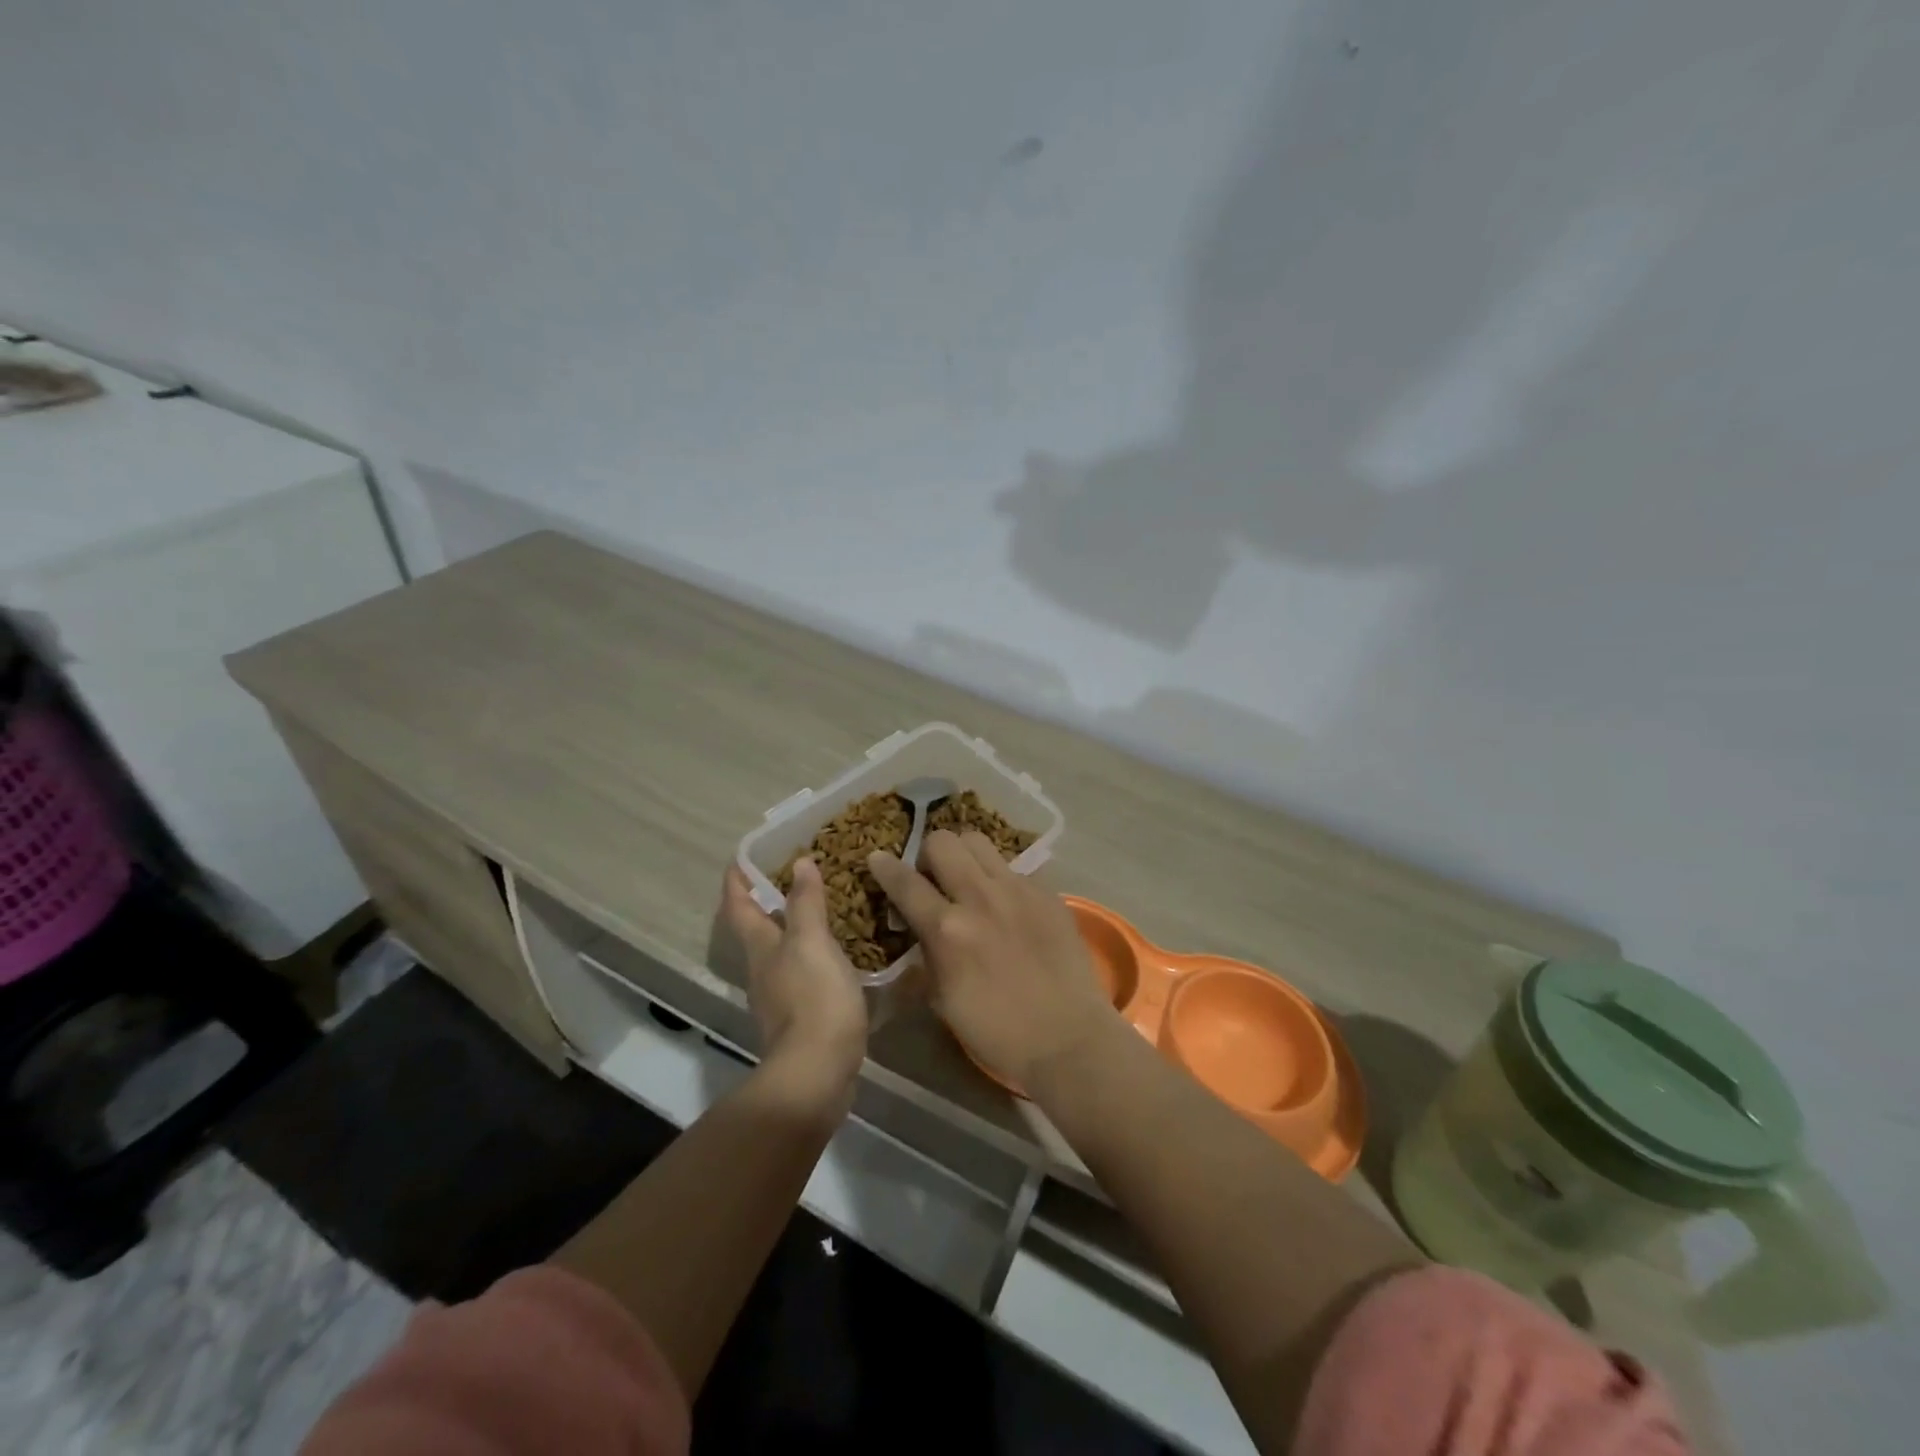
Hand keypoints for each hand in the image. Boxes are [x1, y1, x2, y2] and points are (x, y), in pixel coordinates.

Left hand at [722, 860, 868, 1115]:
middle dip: (766, 901)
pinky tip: (837, 952)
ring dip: (793, 927)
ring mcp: (780, 996)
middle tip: (791, 875)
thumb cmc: (814, 998)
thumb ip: (806, 903)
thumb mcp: (812, 942)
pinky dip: (813, 954)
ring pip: (780, 951)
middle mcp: (763, 969)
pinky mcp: (802, 1016)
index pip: (739, 906)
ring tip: (821, 907)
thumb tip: (799, 863)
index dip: (736, 881)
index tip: (740, 858)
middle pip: (756, 929)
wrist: (817, 1072)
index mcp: (761, 947)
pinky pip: (803, 973)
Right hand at [867, 831, 1122, 1093]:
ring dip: (964, 855)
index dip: (885, 866)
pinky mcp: (1046, 892)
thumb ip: (925, 957)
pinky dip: (1000, 878)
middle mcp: (979, 897)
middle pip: (943, 842)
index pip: (905, 882)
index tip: (877, 858)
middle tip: (933, 877)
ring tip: (968, 879)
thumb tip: (915, 931)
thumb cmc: (998, 1031)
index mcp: (947, 929)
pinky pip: (1013, 867)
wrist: (1068, 1037)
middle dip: (929, 854)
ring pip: (978, 841)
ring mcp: (1017, 889)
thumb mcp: (943, 1001)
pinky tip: (1007, 904)